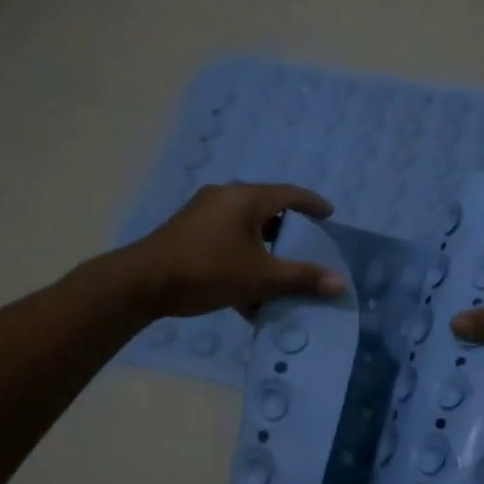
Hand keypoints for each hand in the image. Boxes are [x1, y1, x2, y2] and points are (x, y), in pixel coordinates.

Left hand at [125, 182, 346, 318]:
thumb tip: (340, 283)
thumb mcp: (260, 277)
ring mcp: (203, 214)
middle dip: (288, 230)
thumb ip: (301, 278)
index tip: (330, 215)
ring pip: (245, 227)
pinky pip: (227, 239)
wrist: (143, 283)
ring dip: (265, 249)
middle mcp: (225, 197)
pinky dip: (243, 257)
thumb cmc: (207, 270)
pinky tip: (247, 290)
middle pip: (267, 209)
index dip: (313, 204)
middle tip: (307, 246)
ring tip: (280, 271)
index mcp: (245, 198)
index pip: (290, 194)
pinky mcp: (188, 232)